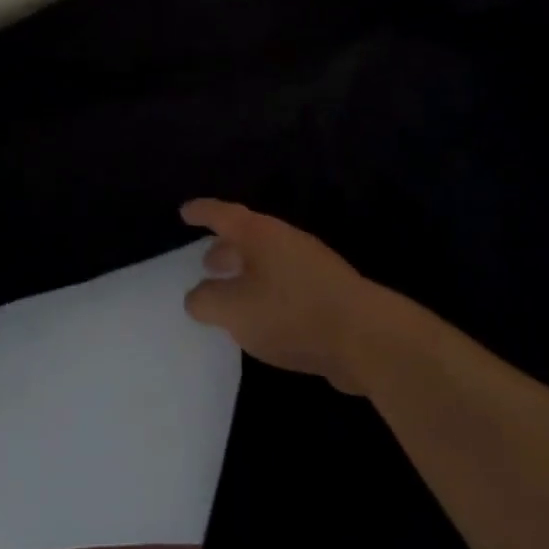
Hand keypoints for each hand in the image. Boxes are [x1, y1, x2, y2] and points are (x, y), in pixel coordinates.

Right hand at [180, 199, 384, 394]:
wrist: (364, 335)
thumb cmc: (291, 312)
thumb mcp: (235, 310)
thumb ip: (207, 301)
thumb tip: (196, 296)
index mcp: (260, 234)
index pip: (223, 214)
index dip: (202, 212)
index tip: (184, 212)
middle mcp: (283, 241)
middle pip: (247, 237)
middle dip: (224, 248)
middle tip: (204, 263)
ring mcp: (308, 265)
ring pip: (266, 262)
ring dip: (244, 274)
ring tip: (229, 295)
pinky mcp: (325, 293)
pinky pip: (282, 285)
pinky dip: (264, 294)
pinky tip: (261, 320)